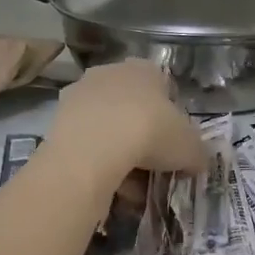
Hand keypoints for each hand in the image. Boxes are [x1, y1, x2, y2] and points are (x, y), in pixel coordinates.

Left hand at [48, 60, 205, 182]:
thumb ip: (197, 153)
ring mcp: (80, 93)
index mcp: (145, 69)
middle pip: (132, 106)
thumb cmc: (151, 133)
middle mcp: (110, 72)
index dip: (172, 118)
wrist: (95, 147)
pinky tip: (107, 184)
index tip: (174, 144)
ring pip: (107, 125)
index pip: (163, 88)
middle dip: (142, 135)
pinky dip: (96, 160)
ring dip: (118, 151)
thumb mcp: (190, 147)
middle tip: (152, 165)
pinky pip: (86, 140)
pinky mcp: (57, 118)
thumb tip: (196, 161)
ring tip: (130, 185)